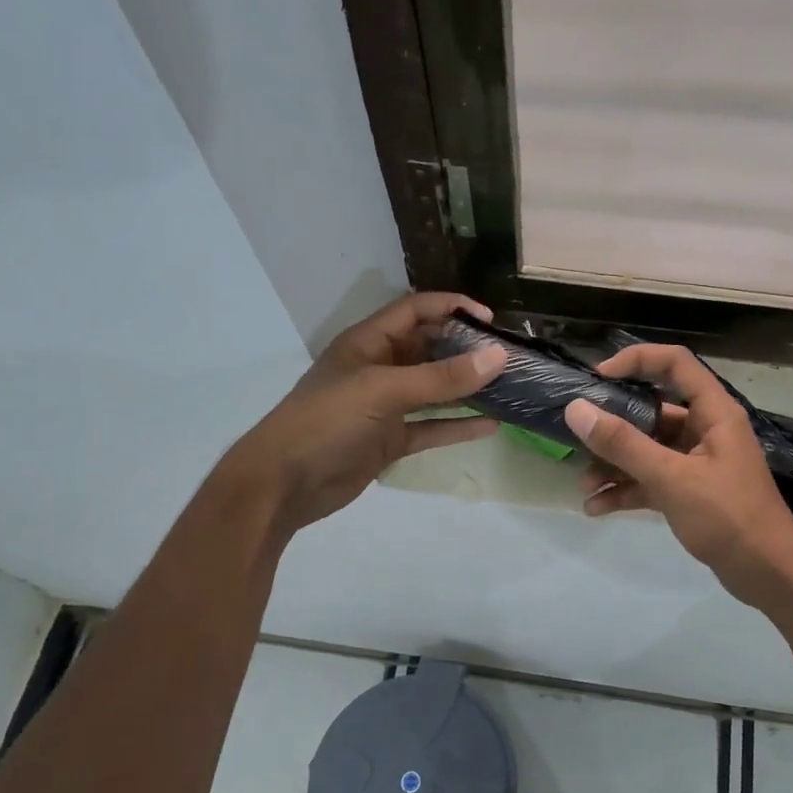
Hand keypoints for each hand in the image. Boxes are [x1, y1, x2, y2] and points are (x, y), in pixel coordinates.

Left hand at [224, 292, 504, 532]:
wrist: (283, 484)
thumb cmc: (328, 421)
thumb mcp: (384, 391)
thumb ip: (442, 377)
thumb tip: (498, 357)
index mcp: (368, 342)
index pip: (416, 310)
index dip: (452, 308)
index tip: (491, 321)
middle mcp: (379, 368)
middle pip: (429, 349)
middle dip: (466, 349)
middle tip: (508, 356)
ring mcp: (385, 406)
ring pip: (434, 390)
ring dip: (466, 388)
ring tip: (508, 387)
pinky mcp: (389, 440)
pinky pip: (430, 427)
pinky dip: (457, 426)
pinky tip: (490, 426)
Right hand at [563, 344, 792, 608]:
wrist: (770, 575)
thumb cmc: (728, 516)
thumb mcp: (671, 478)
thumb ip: (623, 444)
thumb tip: (576, 410)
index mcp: (713, 412)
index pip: (674, 364)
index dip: (636, 360)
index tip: (597, 379)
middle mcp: (705, 430)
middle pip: (652, 411)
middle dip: (613, 426)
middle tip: (578, 437)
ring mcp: (697, 462)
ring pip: (647, 449)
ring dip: (614, 464)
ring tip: (584, 485)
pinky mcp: (690, 492)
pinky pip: (651, 480)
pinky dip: (626, 489)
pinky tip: (597, 508)